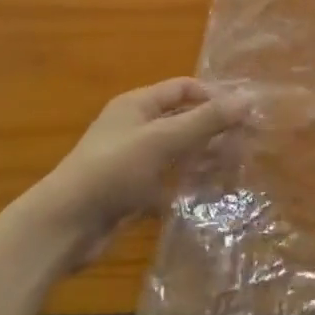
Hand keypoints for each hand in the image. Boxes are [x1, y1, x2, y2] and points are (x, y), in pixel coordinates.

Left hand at [19, 79, 249, 268]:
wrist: (65, 226)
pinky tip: (214, 191)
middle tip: (249, 141)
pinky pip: (170, 180)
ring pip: (180, 151)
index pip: (184, 88)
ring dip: (207, 156)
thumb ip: (206, 120)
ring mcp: (134, 161)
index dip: (214, 95)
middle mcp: (136, 127)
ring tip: (239, 165)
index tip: (245, 113)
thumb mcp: (163, 139)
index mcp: (137, 105)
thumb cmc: (113, 170)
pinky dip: (191, 183)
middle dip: (215, 128)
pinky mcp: (134, 191)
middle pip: (184, 119)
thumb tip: (248, 98)